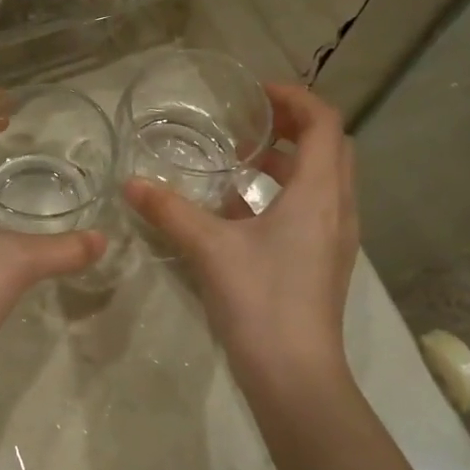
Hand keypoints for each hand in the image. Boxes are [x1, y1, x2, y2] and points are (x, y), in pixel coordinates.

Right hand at [125, 83, 359, 398]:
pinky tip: (240, 211)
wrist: (295, 374)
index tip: (254, 94)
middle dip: (293, 125)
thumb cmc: (260, 300)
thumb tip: (130, 183)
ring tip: (241, 160)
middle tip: (249, 121)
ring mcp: (336, 237)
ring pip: (322, 179)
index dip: (293, 98)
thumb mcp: (209, 248)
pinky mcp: (325, 261)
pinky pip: (313, 208)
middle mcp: (338, 207)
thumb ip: (169, 211)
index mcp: (319, 192)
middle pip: (329, 146)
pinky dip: (284, 194)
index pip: (324, 122)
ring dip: (288, 161)